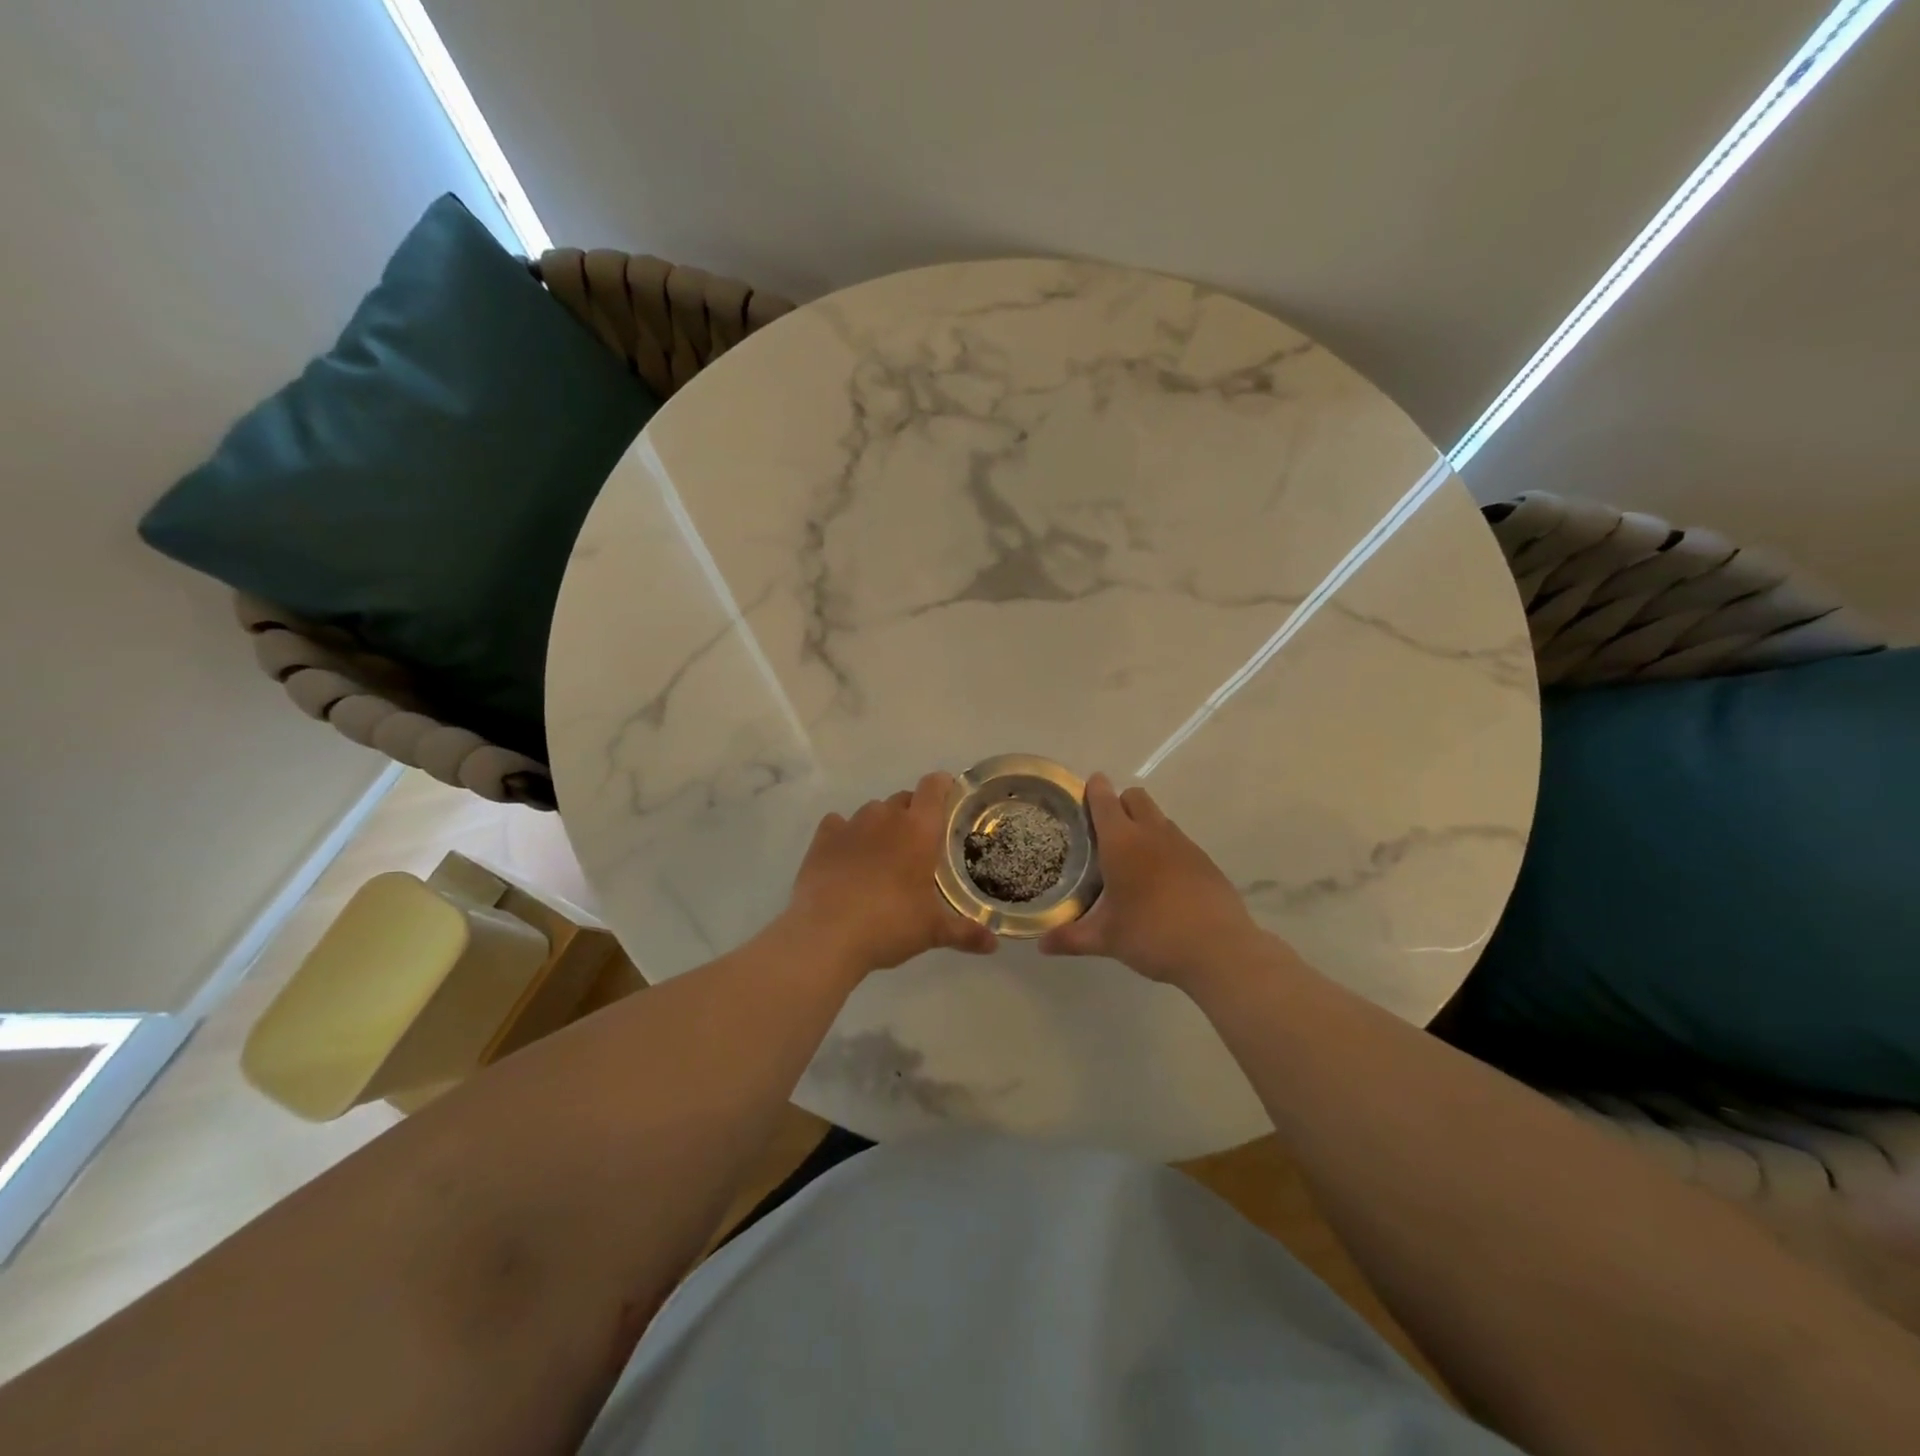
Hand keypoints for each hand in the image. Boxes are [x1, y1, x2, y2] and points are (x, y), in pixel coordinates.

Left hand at [784, 771, 996, 977]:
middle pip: (904, 799)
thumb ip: (965, 932)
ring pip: (872, 811)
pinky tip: (846, 857)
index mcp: (919, 829)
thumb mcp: (932, 931)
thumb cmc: (890, 924)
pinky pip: (837, 824)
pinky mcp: (822, 839)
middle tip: (918, 845)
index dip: (942, 786)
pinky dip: (845, 834)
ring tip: (882, 855)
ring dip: (881, 825)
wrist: (827, 935)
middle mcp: (885, 817)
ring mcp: (851, 825)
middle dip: (913, 814)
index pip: (934, 787)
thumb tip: (994, 944)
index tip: (949, 799)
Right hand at [1040, 773, 1264, 989]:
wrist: (1218, 949)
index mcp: (1122, 842)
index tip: (1085, 790)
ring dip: (1144, 826)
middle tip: (1106, 832)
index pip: (1104, 800)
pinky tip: (1162, 883)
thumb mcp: (1106, 939)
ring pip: (1159, 818)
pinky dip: (1166, 850)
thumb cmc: (1152, 935)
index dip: (1093, 790)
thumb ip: (1071, 937)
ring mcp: (1183, 845)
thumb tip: (1041, 944)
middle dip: (1120, 803)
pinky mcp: (1205, 861)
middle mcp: (1153, 834)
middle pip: (1135, 797)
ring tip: (1133, 860)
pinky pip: (1179, 842)